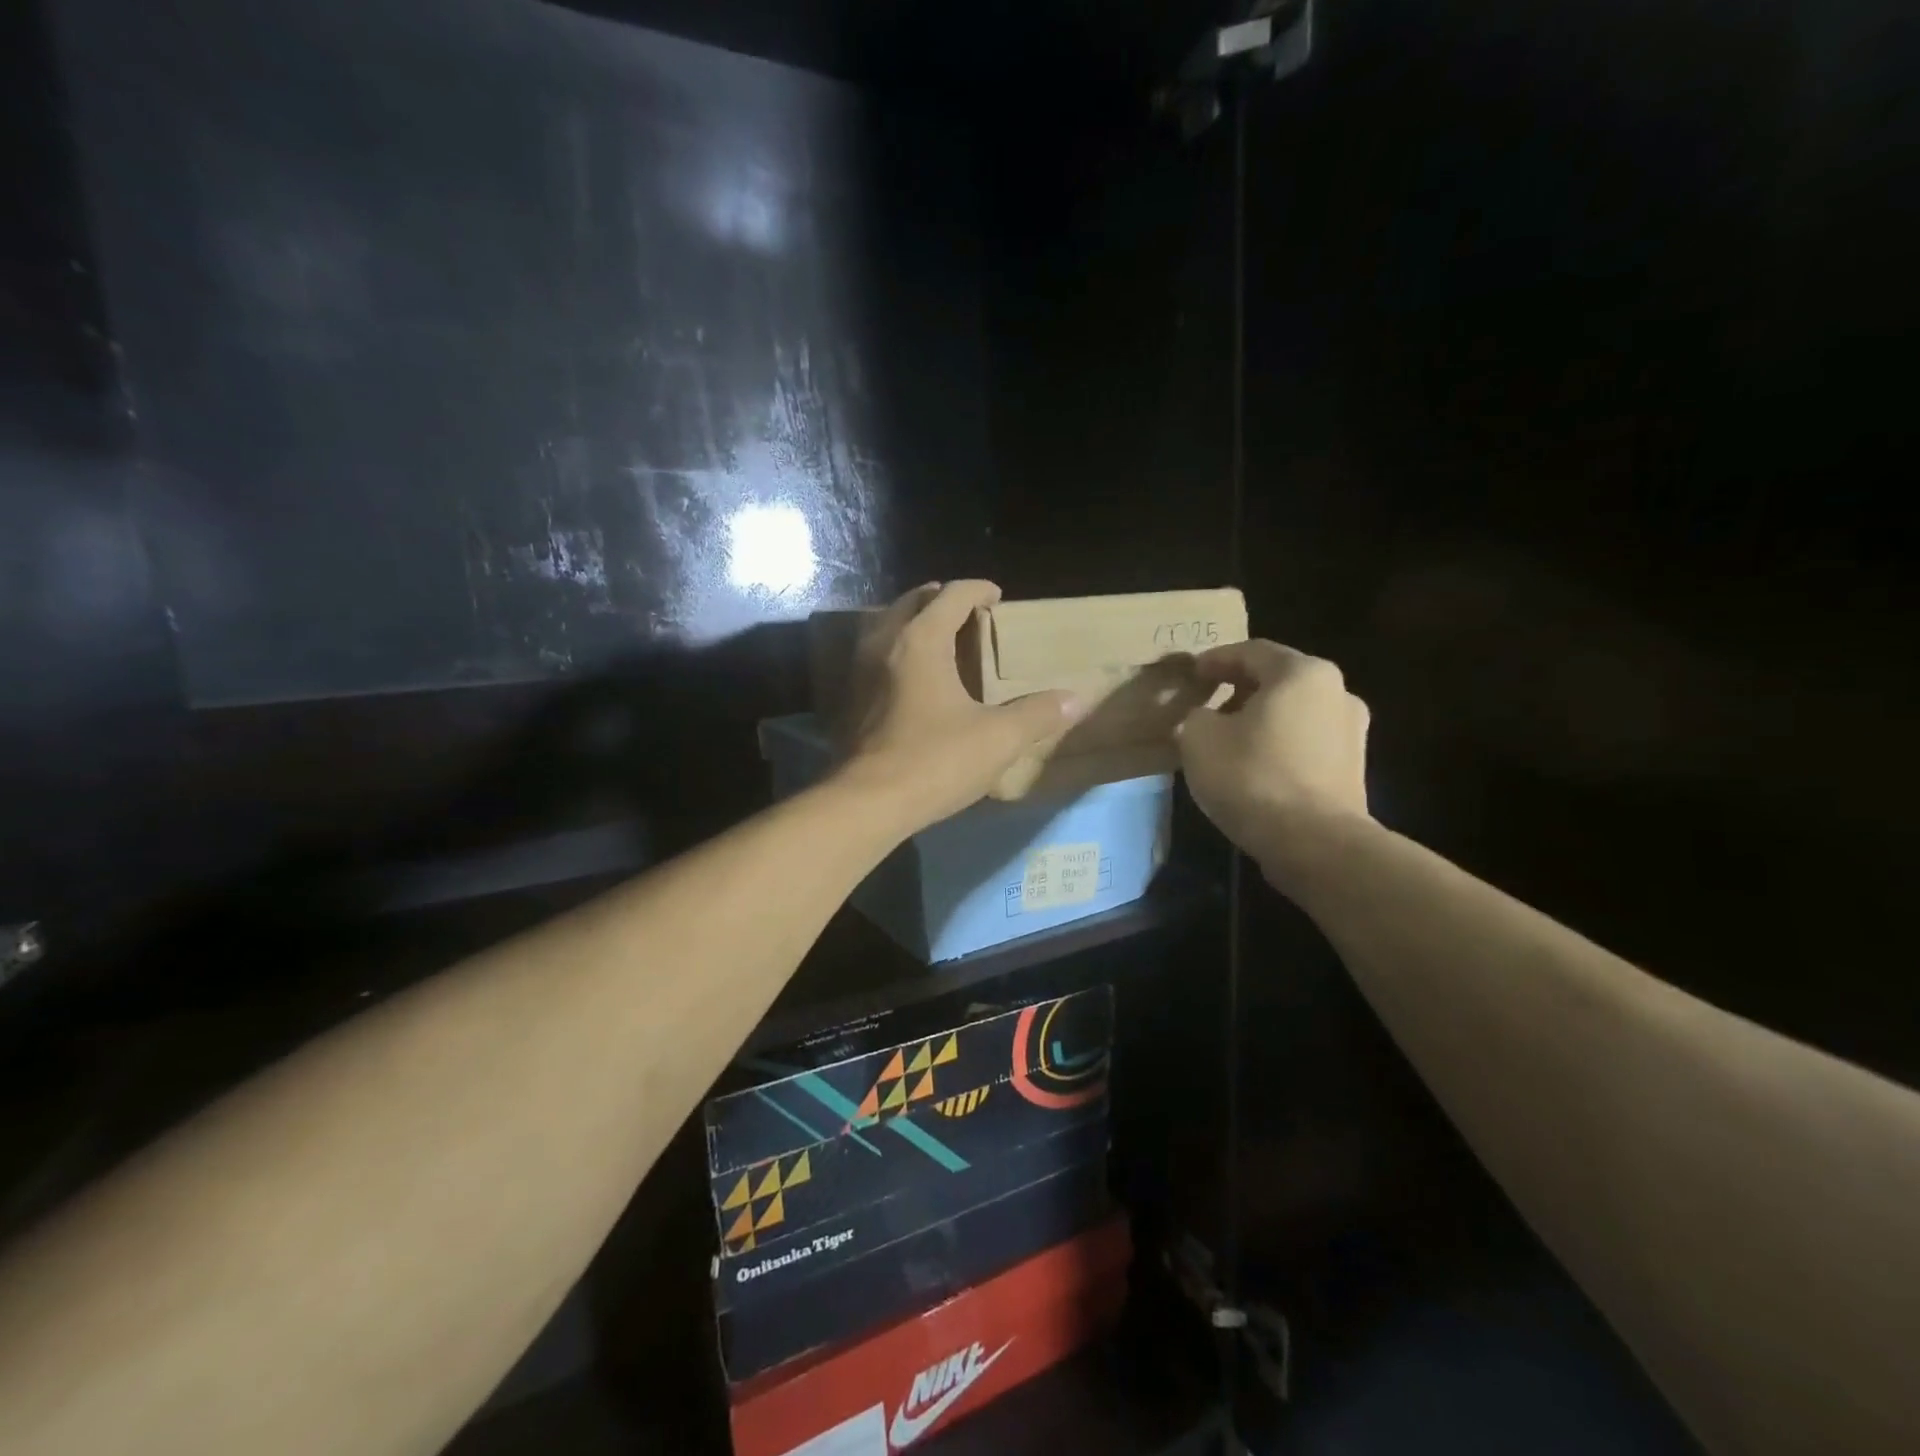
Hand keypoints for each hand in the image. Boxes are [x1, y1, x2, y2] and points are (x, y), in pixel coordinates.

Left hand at [840, 581, 1083, 829]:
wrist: (868, 802)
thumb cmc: (935, 761)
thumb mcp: (998, 738)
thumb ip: (1037, 714)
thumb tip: (1074, 700)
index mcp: (921, 640)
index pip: (951, 595)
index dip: (977, 589)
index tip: (997, 596)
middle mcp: (885, 644)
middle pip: (912, 602)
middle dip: (940, 598)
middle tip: (967, 611)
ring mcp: (861, 671)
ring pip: (887, 626)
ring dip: (913, 621)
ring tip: (939, 637)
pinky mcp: (850, 699)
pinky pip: (875, 656)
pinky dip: (897, 650)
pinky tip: (912, 678)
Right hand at [1176, 640, 1370, 857]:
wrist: (1313, 842)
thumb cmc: (1252, 776)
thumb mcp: (1199, 738)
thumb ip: (1197, 716)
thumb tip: (1206, 719)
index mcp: (1301, 672)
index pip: (1251, 651)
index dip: (1215, 660)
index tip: (1191, 673)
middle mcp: (1336, 692)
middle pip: (1278, 679)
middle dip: (1239, 688)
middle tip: (1208, 702)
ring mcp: (1351, 731)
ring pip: (1294, 712)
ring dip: (1260, 718)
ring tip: (1227, 737)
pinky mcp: (1352, 768)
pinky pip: (1305, 742)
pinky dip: (1278, 743)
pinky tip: (1253, 765)